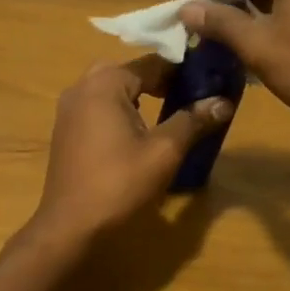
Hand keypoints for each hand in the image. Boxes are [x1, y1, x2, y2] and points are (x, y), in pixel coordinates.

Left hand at [28, 56, 233, 248]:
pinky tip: (140, 131)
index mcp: (104, 83)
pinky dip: (121, 110)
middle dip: (160, 80)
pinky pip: (99, 107)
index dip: (182, 69)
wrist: (70, 228)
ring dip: (140, 95)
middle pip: (129, 72)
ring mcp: (69, 109)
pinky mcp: (66, 131)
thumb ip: (192, 120)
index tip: (209, 78)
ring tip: (171, 110)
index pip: (152, 63)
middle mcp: (82, 87)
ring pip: (112, 89)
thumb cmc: (120, 184)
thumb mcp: (164, 151)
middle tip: (190, 94)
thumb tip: (223, 101)